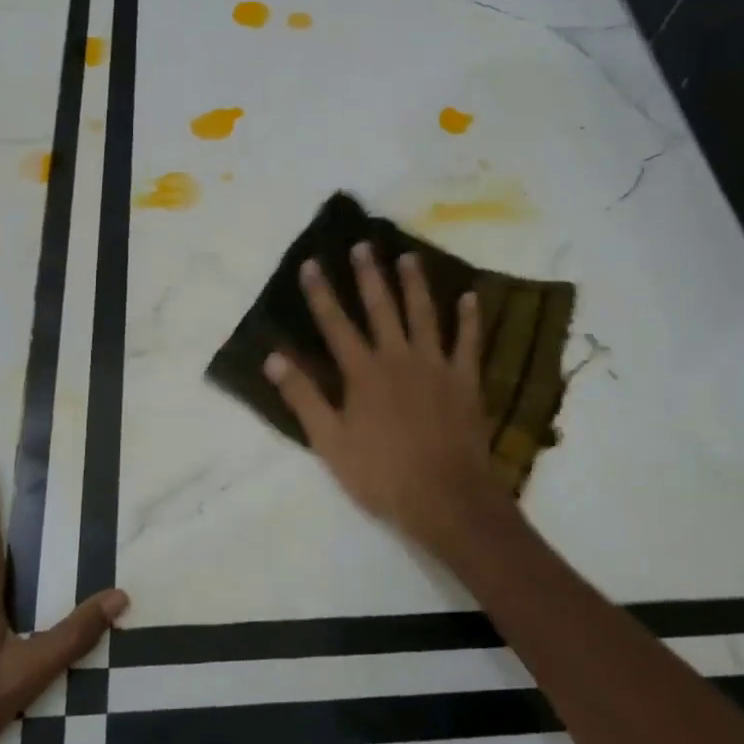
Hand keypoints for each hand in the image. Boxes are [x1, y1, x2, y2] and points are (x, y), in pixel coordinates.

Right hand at [264, 245, 517, 560]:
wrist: (445, 498)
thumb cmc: (381, 474)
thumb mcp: (329, 442)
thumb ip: (303, 397)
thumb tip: (272, 358)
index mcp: (363, 373)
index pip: (336, 324)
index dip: (321, 294)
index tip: (311, 263)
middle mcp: (398, 358)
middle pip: (381, 308)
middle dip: (369, 275)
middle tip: (363, 245)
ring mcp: (436, 366)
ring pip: (424, 315)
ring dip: (415, 284)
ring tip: (408, 257)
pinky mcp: (465, 381)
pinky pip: (469, 342)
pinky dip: (470, 319)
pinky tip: (471, 297)